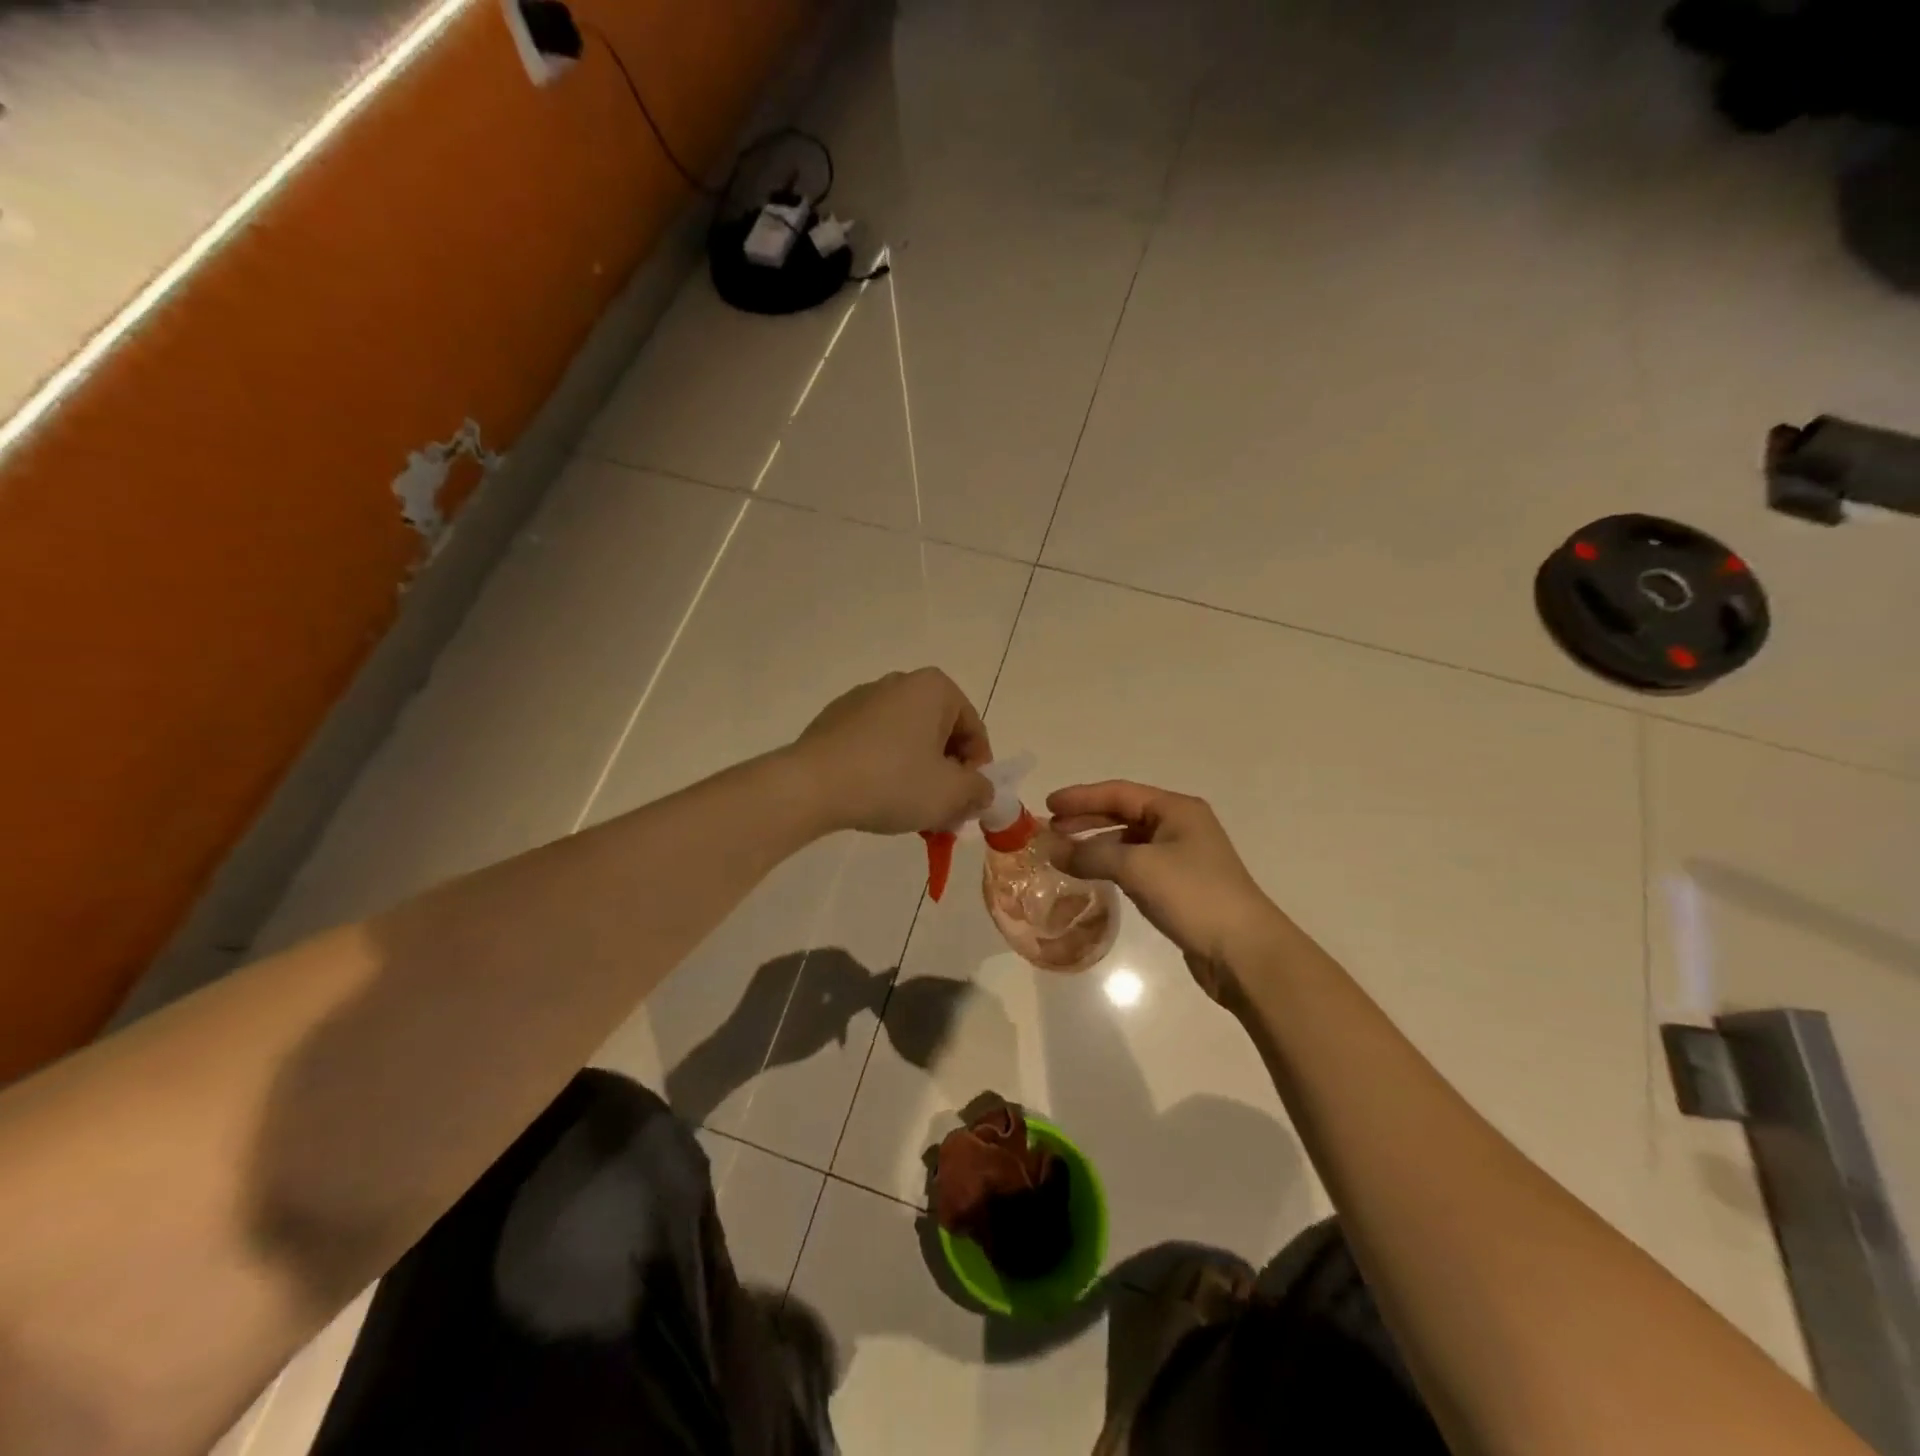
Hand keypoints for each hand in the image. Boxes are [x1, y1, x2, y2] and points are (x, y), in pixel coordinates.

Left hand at [791, 669, 994, 835]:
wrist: (811, 786)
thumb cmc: (892, 782)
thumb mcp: (950, 794)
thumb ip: (979, 791)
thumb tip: (981, 792)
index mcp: (934, 688)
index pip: (973, 730)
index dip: (978, 771)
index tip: (968, 804)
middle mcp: (899, 683)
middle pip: (940, 735)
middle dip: (947, 775)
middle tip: (945, 813)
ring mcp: (862, 699)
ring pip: (907, 741)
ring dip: (918, 775)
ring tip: (912, 813)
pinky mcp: (834, 720)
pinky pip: (875, 744)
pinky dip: (886, 769)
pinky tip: (877, 799)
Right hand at [1045, 781, 1283, 1001]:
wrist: (1244, 951)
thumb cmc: (1193, 895)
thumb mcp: (1138, 868)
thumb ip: (1090, 854)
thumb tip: (1051, 849)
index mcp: (1176, 809)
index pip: (1119, 792)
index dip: (1081, 797)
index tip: (1047, 805)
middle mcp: (1180, 826)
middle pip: (1124, 814)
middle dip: (1086, 819)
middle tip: (1050, 830)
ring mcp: (1182, 857)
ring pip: (1129, 841)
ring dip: (1096, 844)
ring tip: (1064, 854)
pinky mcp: (1180, 887)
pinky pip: (1137, 866)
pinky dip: (1111, 866)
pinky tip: (1093, 876)